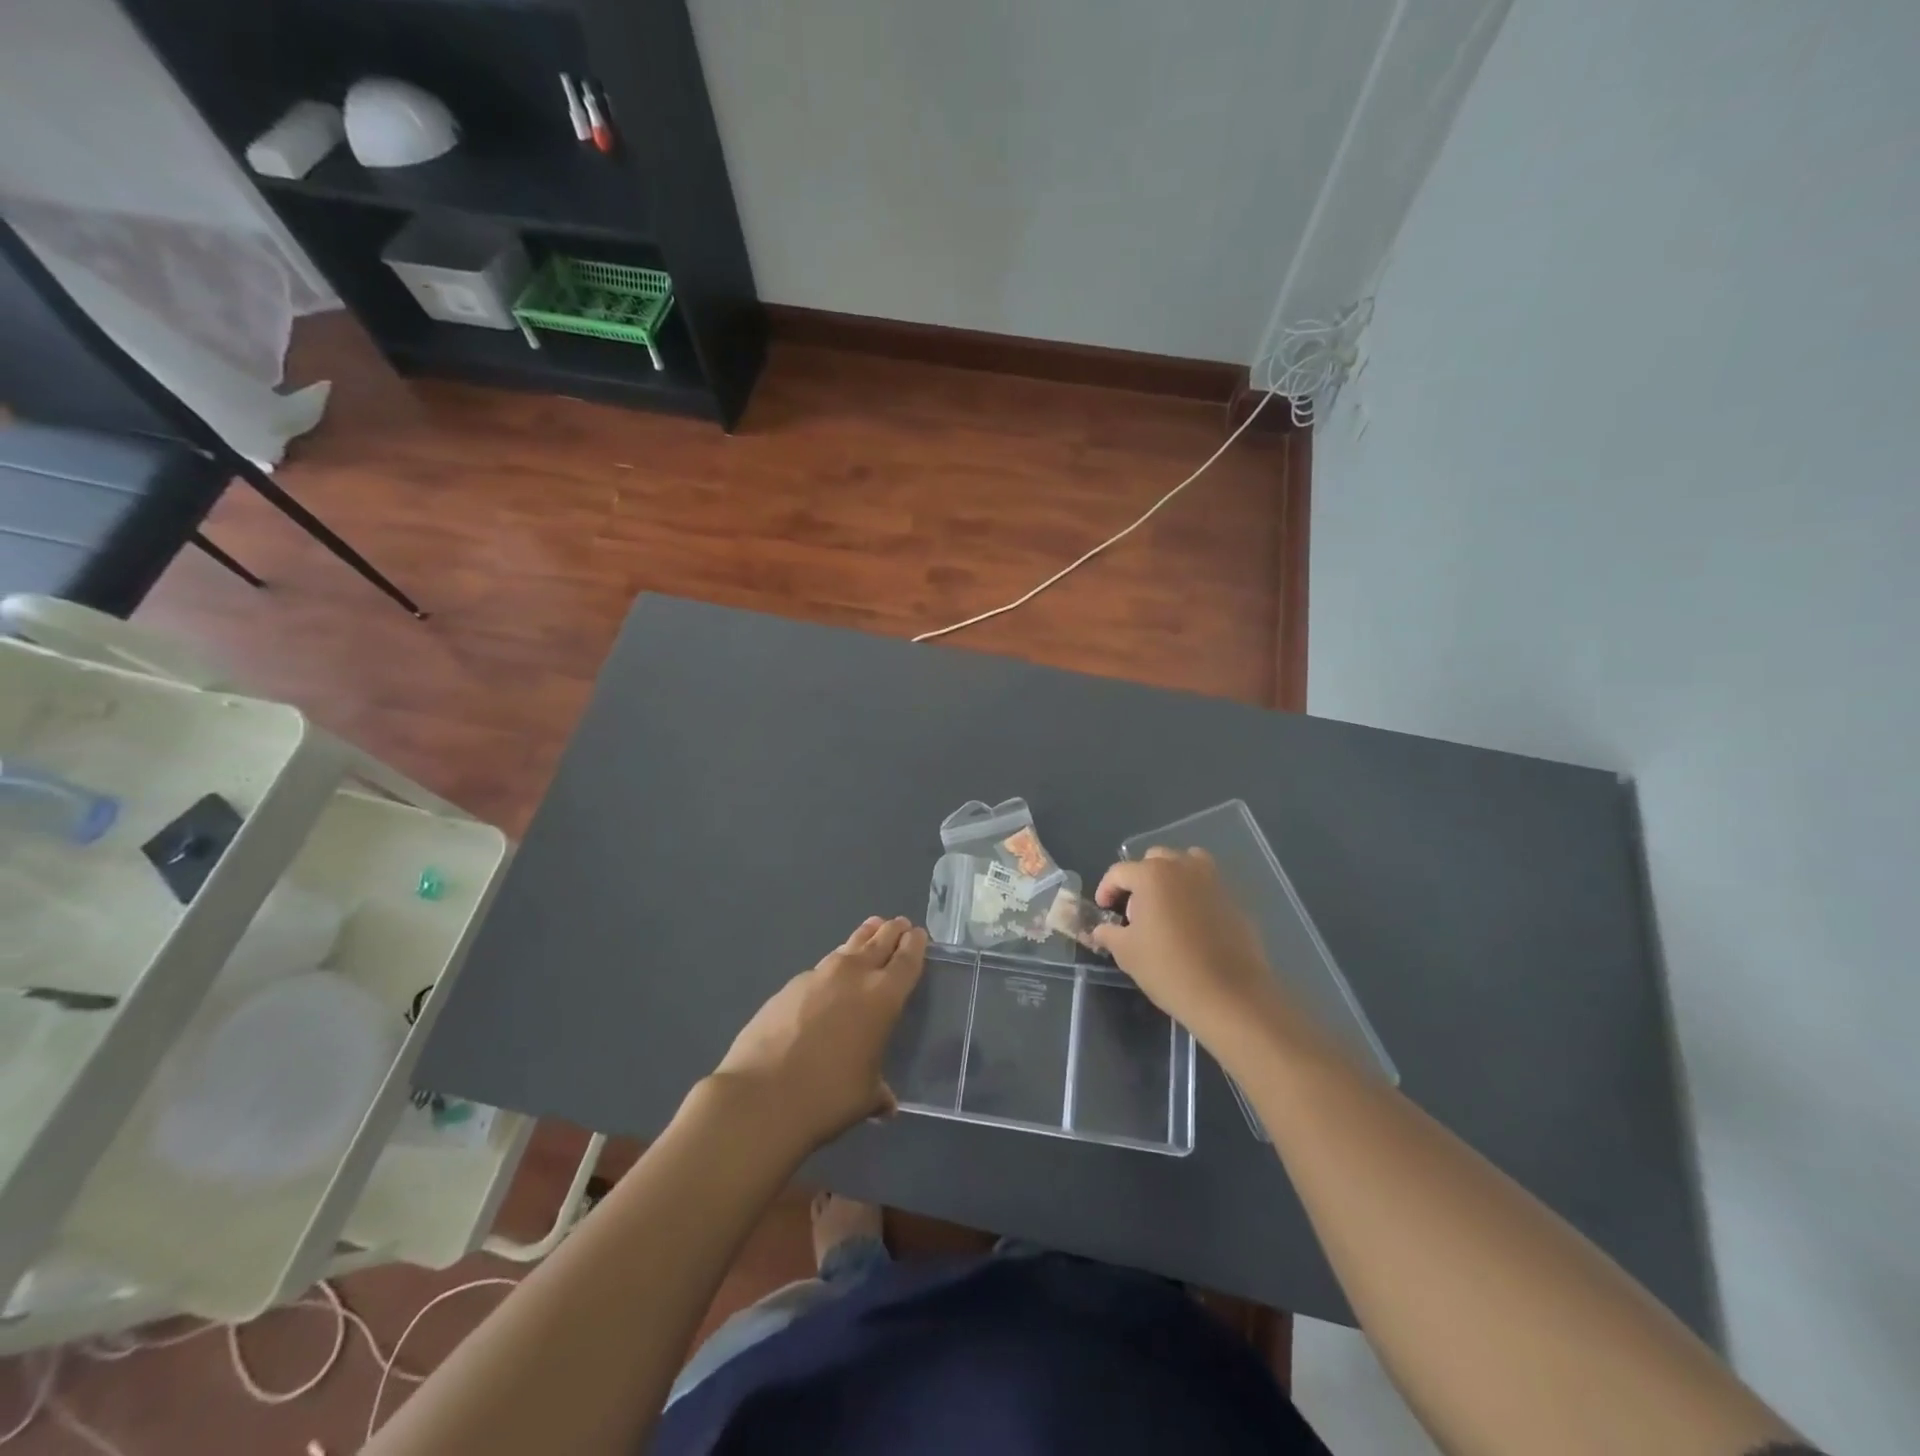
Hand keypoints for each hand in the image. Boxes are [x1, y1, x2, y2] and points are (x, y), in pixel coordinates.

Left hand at [710, 916, 926, 1153]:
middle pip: (878, 942)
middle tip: (898, 923)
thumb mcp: (865, 1097)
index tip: (917, 933)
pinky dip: (831, 969)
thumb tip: (886, 1104)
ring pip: (847, 949)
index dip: (914, 944)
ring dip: (862, 939)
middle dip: (891, 931)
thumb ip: (879, 1092)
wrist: (762, 1096)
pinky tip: (827, 981)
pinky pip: (819, 970)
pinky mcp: (788, 986)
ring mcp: (817, 976)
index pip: (906, 960)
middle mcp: (853, 975)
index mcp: (883, 996)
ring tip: (870, 930)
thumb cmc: (828, 1097)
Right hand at [1090, 848, 1282, 1049]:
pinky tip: (1192, 926)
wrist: (1229, 996)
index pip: (1119, 872)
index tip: (1104, 910)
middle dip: (1139, 879)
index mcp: (1152, 874)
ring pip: (1186, 864)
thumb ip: (1109, 933)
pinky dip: (1194, 894)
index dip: (1106, 889)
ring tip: (1166, 908)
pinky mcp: (1234, 900)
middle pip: (1154, 860)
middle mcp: (1183, 867)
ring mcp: (1213, 881)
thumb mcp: (1126, 953)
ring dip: (1171, 878)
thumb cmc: (1169, 969)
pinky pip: (1207, 886)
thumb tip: (1099, 930)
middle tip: (1135, 910)